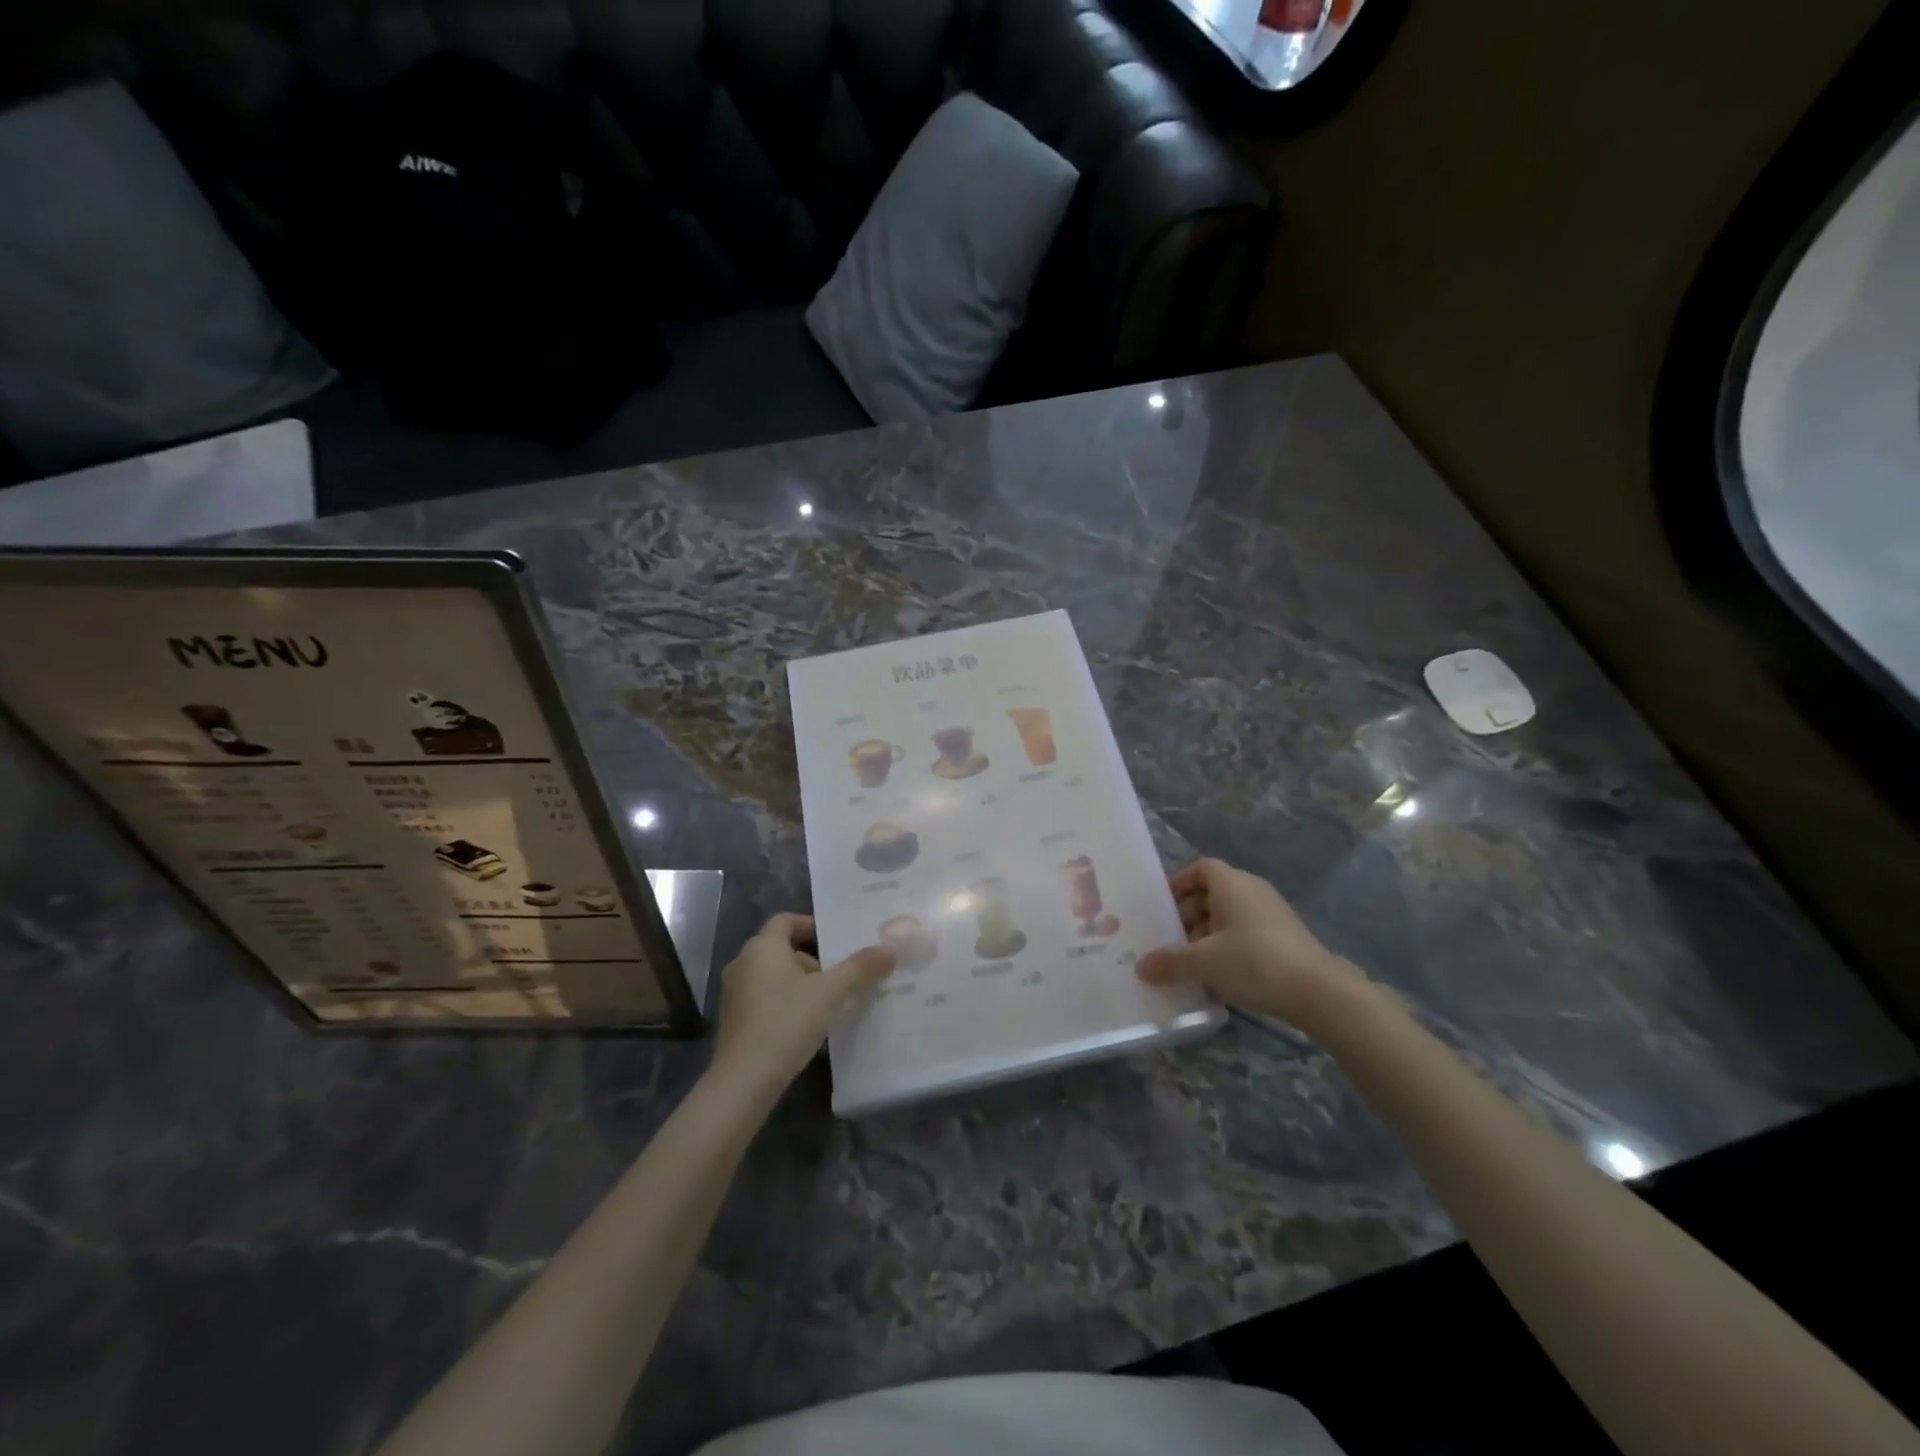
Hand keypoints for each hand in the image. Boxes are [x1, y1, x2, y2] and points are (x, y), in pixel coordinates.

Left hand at [710, 913, 893, 1097]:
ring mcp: (734, 993)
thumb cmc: (787, 1022)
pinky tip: (805, 1025)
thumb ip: (860, 968)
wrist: (744, 1080)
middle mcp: (742, 963)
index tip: (837, 943)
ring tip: (829, 1003)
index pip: (786, 920)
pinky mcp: (733, 1021)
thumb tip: (889, 950)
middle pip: (782, 949)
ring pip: (774, 976)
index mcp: (762, 947)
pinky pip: (764, 999)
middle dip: (813, 960)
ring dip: (800, 984)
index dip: (812, 926)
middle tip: (840, 977)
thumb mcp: (831, 993)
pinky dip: (785, 1003)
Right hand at [1137, 858, 1360, 1026]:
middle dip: (1188, 916)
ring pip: (1229, 918)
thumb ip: (1170, 962)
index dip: (1179, 883)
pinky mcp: (1285, 940)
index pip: (1201, 868)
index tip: (1161, 906)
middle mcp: (1252, 892)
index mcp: (1232, 884)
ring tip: (1190, 965)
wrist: (1320, 992)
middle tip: (1169, 941)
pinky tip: (1218, 980)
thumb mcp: (1204, 962)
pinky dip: (1228, 950)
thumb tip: (1141, 968)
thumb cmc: (1254, 961)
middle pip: (1212, 894)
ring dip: (1207, 937)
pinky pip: (1246, 936)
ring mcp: (1272, 916)